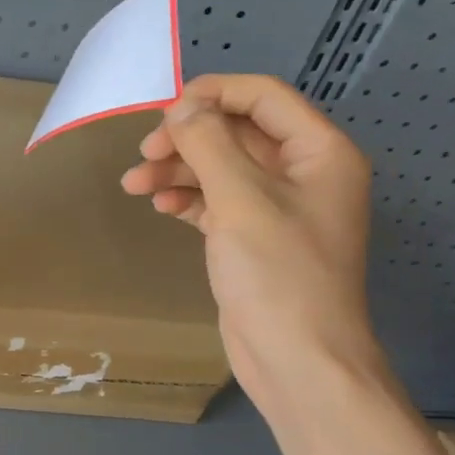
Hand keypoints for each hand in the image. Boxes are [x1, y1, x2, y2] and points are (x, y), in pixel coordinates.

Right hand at [121, 74, 382, 410]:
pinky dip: (189, 199)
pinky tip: (161, 206)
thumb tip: (181, 106)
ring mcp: (278, 208)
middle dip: (187, 139)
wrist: (297, 359)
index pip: (264, 98)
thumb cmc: (278, 275)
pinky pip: (218, 203)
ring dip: (179, 171)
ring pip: (222, 170)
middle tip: (144, 155)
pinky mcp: (254, 239)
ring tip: (134, 185)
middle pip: (238, 134)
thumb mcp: (241, 201)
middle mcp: (303, 173)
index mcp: (319, 152)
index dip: (213, 95)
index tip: (164, 112)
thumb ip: (209, 145)